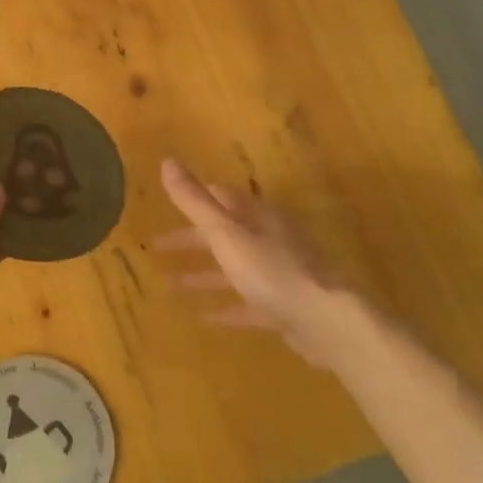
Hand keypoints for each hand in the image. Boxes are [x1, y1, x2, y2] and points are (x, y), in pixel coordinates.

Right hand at [151, 157, 363, 368]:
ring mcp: (280, 274)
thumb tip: (167, 160)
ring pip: (234, 269)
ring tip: (171, 285)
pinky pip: (248, 303)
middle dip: (190, 240)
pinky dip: (226, 306)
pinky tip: (206, 317)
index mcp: (257, 216)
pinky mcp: (285, 307)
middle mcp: (270, 239)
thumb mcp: (225, 233)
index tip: (165, 206)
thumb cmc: (272, 271)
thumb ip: (194, 201)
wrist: (327, 322)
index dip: (192, 200)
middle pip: (224, 234)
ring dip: (203, 275)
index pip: (220, 198)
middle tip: (156, 248)